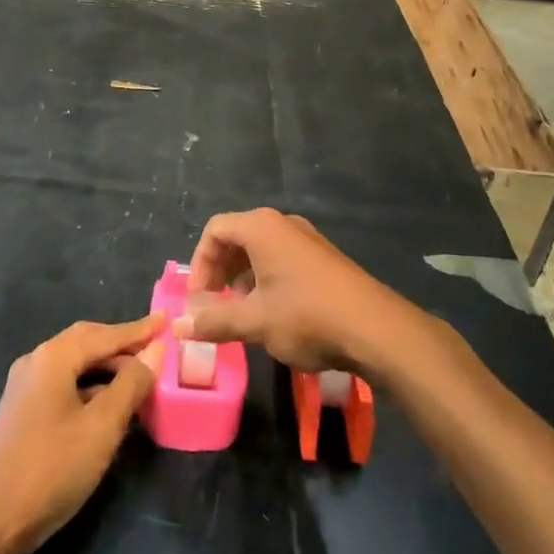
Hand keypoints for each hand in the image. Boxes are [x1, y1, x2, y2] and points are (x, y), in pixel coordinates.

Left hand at [0, 316, 164, 553]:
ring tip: (141, 379)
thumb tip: (155, 350)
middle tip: (156, 348)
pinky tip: (110, 407)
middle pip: (87, 342)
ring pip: (75, 366)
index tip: (166, 319)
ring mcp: (25, 388)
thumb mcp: (102, 426)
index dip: (138, 329)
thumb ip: (131, 385)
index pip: (105, 334)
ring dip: (108, 368)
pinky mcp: (22, 413)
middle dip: (122, 344)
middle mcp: (36, 362)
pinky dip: (92, 388)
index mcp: (53, 357)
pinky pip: (65, 385)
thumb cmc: (51, 469)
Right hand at [174, 208, 419, 373]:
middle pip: (237, 238)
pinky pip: (283, 260)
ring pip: (261, 251)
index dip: (200, 264)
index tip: (197, 300)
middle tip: (214, 306)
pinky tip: (273, 314)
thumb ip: (214, 321)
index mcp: (261, 228)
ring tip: (241, 314)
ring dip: (243, 279)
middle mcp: (283, 224)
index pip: (215, 231)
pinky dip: (267, 281)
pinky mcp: (325, 259)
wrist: (376, 329)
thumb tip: (178, 325)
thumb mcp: (254, 322)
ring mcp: (308, 239)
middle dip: (220, 272)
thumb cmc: (306, 316)